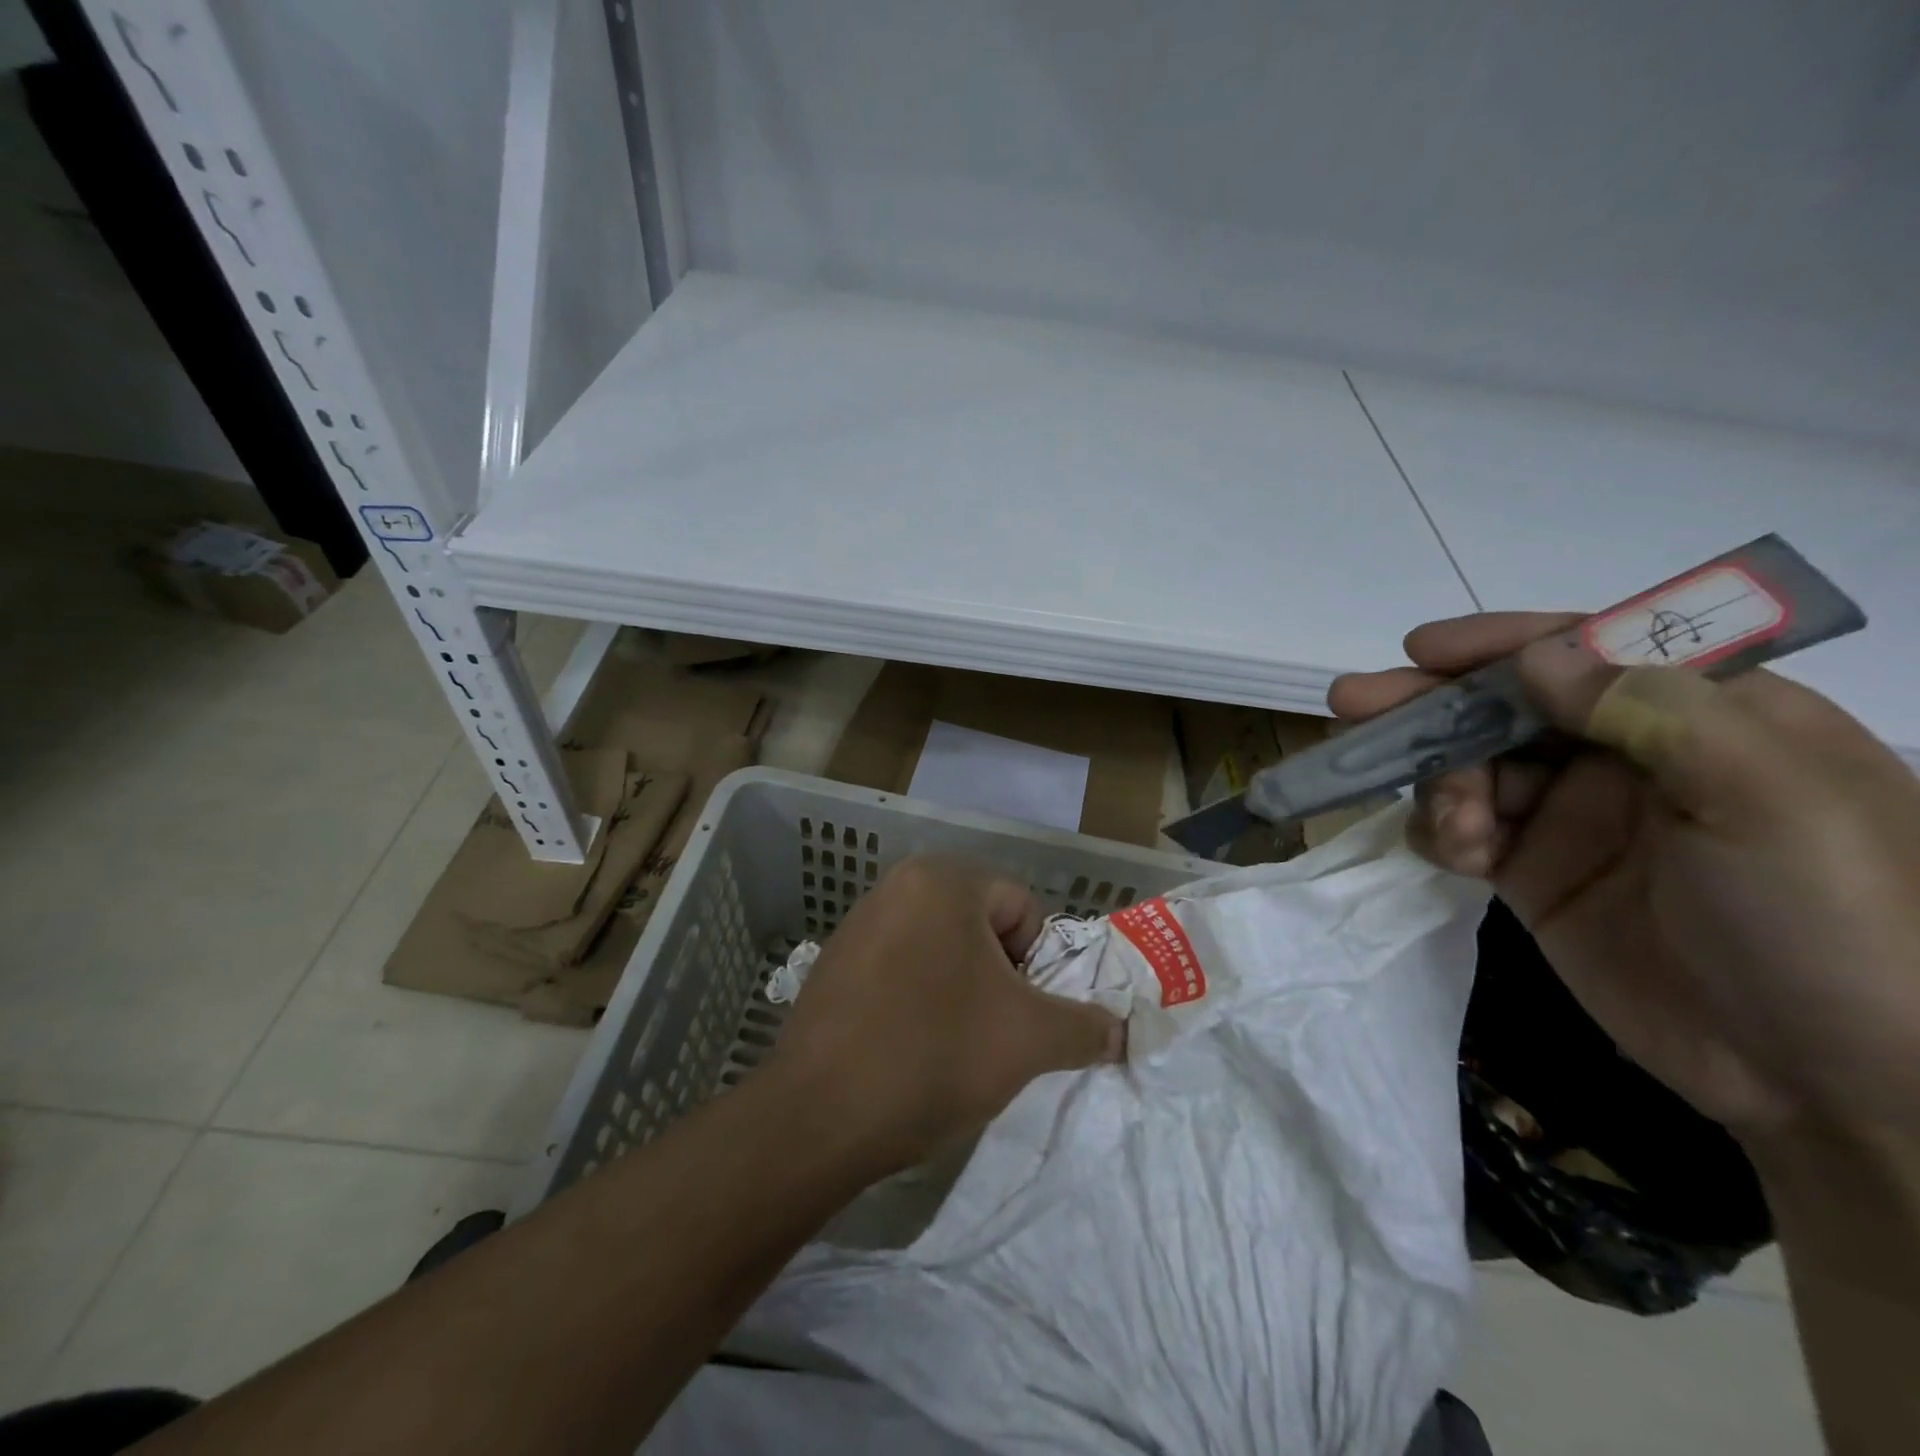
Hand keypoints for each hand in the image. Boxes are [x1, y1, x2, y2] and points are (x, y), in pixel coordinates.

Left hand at [766, 855, 1123, 1174]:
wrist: (819, 1118)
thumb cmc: (934, 1055)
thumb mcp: (1030, 1039)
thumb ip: (1086, 1026)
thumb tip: (1119, 1030)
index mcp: (942, 880)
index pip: (1022, 910)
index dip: (1035, 968)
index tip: (1016, 1017)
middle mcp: (895, 886)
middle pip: (981, 929)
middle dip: (998, 981)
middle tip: (989, 1035)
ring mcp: (858, 924)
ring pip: (941, 952)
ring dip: (959, 993)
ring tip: (947, 1048)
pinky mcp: (833, 964)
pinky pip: (899, 971)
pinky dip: (917, 1002)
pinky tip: (906, 1050)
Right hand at [1331, 613, 1919, 1155]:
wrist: (1830, 1081)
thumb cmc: (1828, 920)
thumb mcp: (1767, 800)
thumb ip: (1652, 712)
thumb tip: (1536, 656)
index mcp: (1698, 716)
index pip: (1582, 653)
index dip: (1497, 646)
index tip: (1420, 650)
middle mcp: (1624, 755)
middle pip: (1503, 708)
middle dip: (1428, 705)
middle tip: (1351, 707)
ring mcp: (1572, 815)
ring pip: (1469, 767)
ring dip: (1439, 782)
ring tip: (1456, 826)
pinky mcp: (1532, 871)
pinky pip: (1459, 828)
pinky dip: (1440, 831)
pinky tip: (1458, 856)